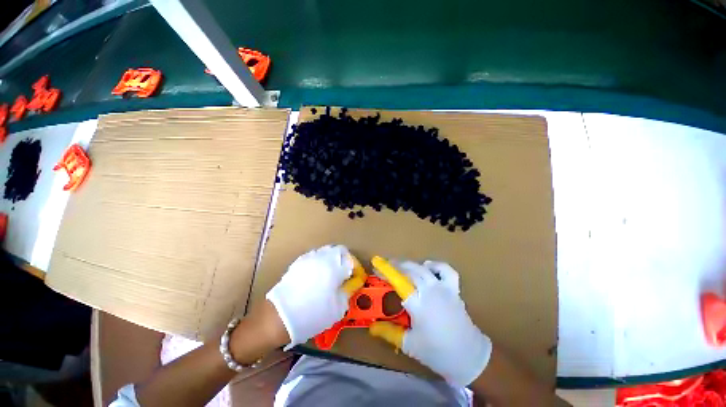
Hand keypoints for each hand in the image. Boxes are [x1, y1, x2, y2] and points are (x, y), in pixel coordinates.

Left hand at [266, 245, 354, 347]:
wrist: (278, 317)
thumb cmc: (312, 314)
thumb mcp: (337, 307)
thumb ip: (348, 291)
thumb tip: (353, 283)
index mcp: (334, 266)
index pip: (351, 260)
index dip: (356, 268)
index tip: (356, 278)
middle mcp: (322, 257)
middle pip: (339, 251)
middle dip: (345, 261)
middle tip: (345, 275)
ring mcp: (309, 258)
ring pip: (326, 252)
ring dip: (332, 260)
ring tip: (332, 276)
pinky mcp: (298, 262)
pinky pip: (314, 257)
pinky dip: (320, 263)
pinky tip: (318, 277)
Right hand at [369, 260, 491, 386]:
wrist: (470, 357)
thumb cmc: (437, 352)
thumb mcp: (410, 344)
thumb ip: (389, 333)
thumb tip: (372, 327)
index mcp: (418, 304)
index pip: (398, 282)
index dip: (386, 272)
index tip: (376, 265)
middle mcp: (429, 291)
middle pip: (409, 271)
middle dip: (395, 265)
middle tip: (386, 267)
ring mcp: (443, 288)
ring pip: (423, 268)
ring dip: (411, 264)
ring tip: (402, 266)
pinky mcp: (454, 289)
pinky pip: (446, 270)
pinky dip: (436, 265)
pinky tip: (428, 267)